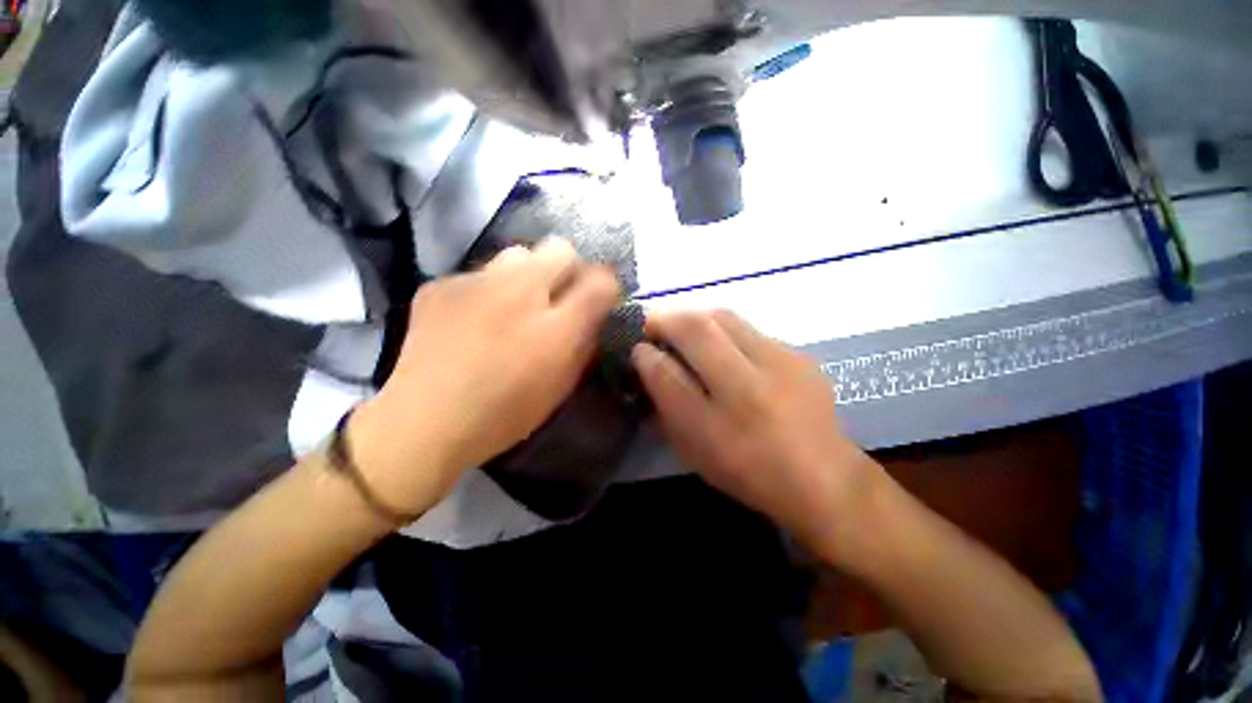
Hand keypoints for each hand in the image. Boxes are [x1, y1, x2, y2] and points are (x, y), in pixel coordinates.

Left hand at [352, 238, 619, 514]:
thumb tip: (594, 313)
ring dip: (528, 274)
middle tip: (558, 298)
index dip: (606, 286)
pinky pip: (479, 273)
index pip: (601, 280)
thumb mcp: (562, 383)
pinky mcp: (441, 285)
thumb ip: (584, 341)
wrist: (425, 422)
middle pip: (560, 248)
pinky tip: (475, 319)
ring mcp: (476, 281)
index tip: (600, 298)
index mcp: (557, 326)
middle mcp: (521, 290)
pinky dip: (487, 290)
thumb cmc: (507, 412)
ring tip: (516, 305)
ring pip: (517, 253)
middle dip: (569, 269)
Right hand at [632, 310, 882, 558]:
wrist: (823, 479)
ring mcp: (783, 361)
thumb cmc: (748, 471)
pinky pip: (750, 330)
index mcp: (726, 414)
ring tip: (686, 335)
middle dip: (672, 318)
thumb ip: (667, 398)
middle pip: (705, 324)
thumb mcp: (695, 445)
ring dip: (697, 320)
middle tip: (657, 328)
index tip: (638, 339)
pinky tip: (724, 351)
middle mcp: (756, 379)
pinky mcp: (799, 355)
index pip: (674, 364)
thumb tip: (645, 355)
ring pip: (727, 318)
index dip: (650, 343)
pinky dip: (725, 332)